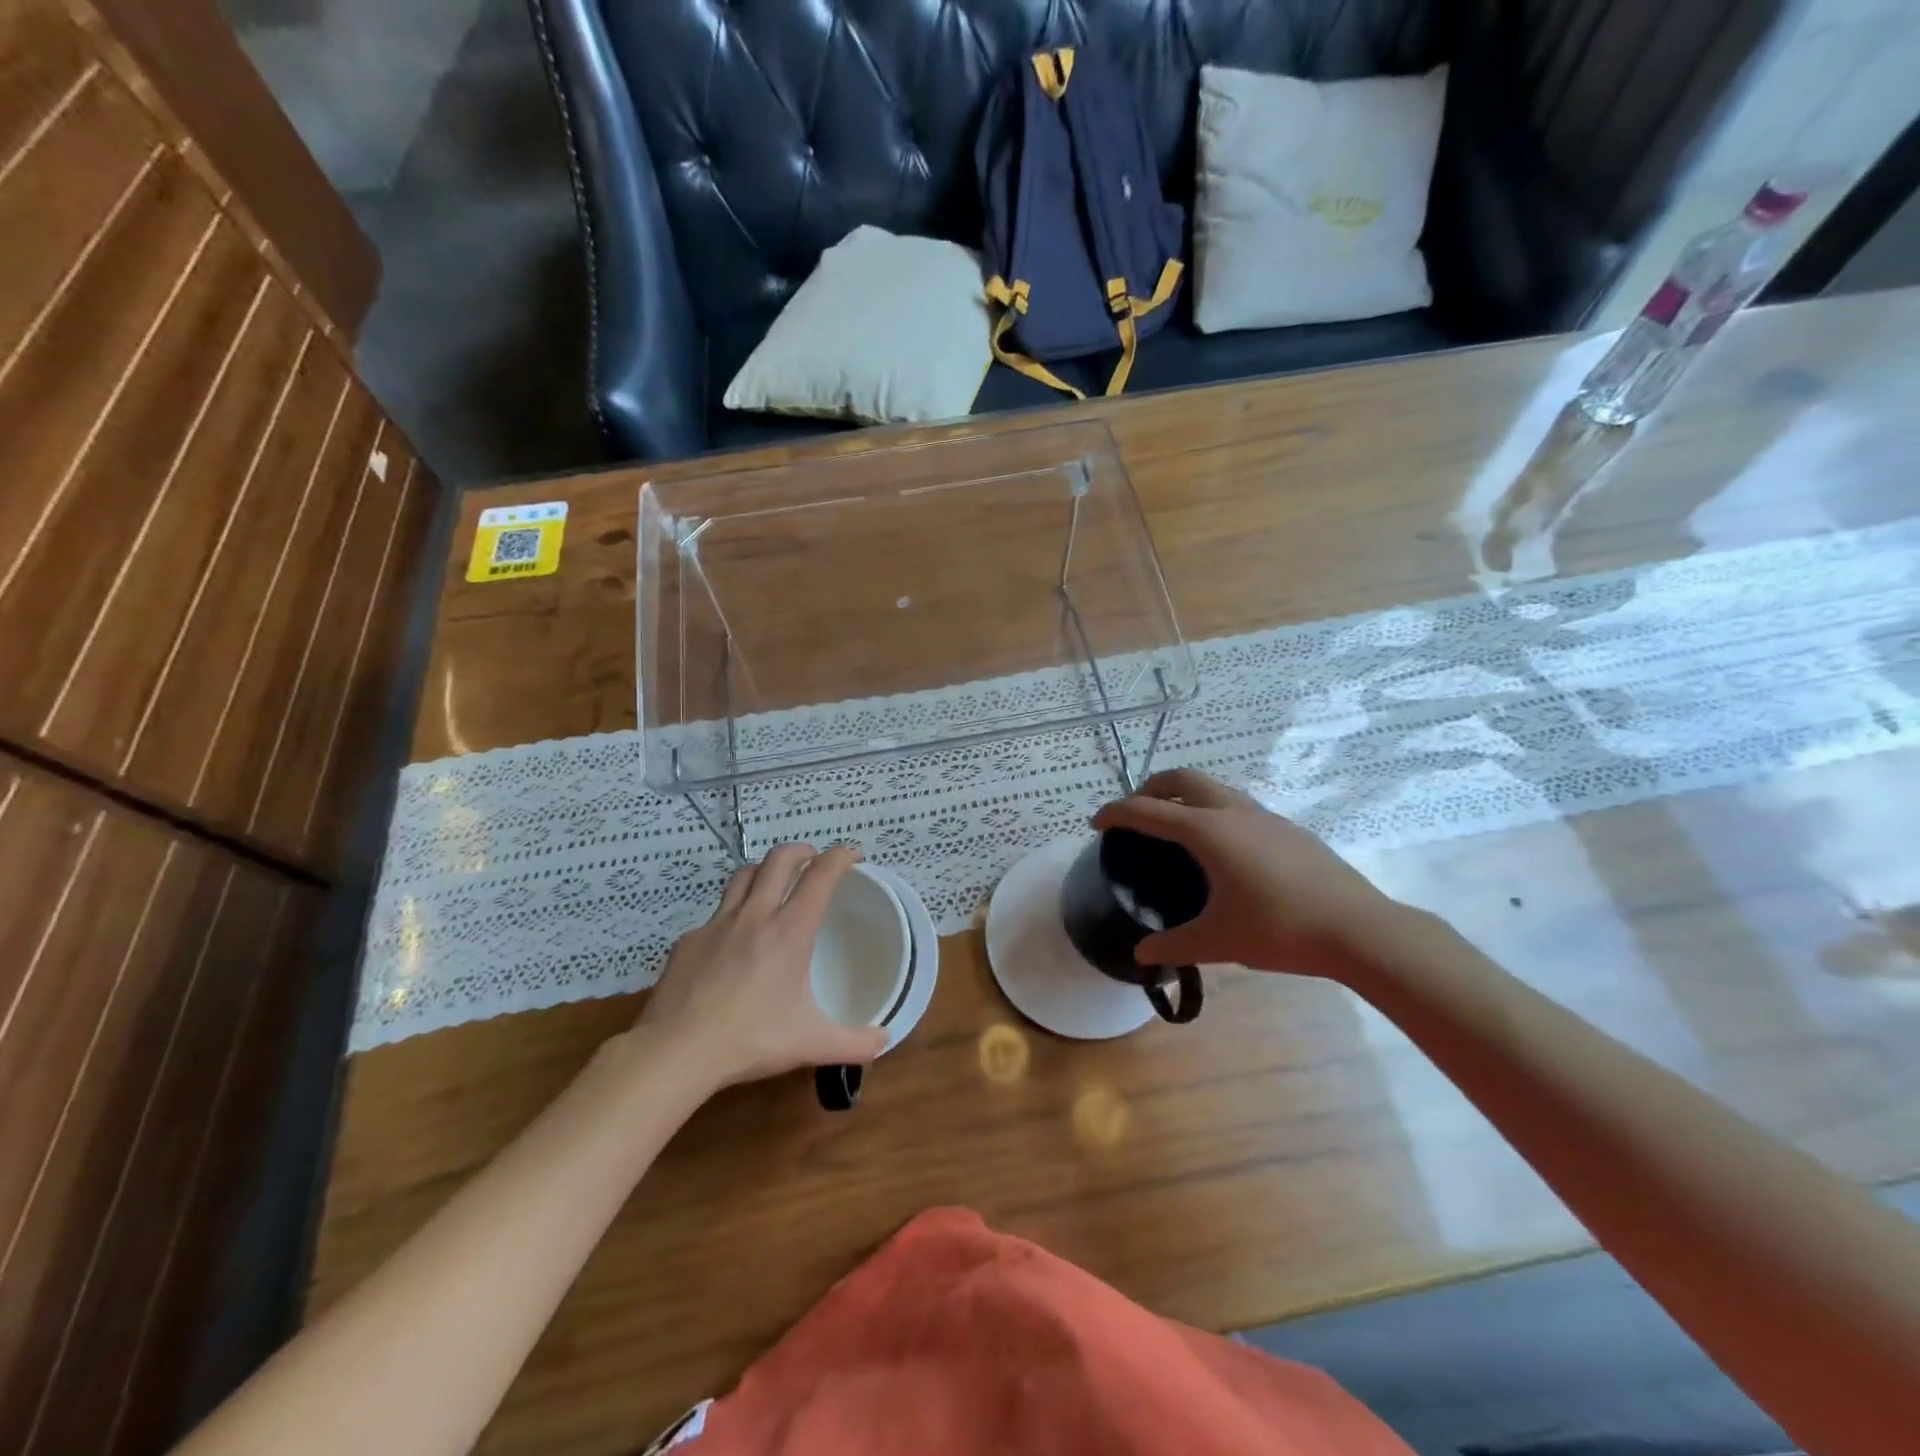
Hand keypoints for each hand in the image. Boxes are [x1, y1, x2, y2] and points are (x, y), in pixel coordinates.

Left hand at [637, 844, 888, 1089]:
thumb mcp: (811, 1044)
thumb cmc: (750, 1040)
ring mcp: (716, 924)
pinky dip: (732, 916)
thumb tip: (884, 1040)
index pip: (821, 875)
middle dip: (802, 850)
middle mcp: (755, 915)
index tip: (853, 856)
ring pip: (744, 876)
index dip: (841, 856)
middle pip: (779, 859)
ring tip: (773, 883)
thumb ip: (854, 1043)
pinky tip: (732, 943)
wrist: (675, 1052)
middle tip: (814, 860)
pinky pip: (715, 915)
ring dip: (764, 870)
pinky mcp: (688, 941)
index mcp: (790, 931)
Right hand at [1091, 768, 1397, 982]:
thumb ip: (1173, 945)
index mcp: (1209, 831)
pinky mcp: (1288, 829)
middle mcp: (1234, 812)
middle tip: (1136, 811)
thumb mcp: (1218, 941)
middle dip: (1151, 786)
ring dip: (1186, 795)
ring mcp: (1265, 816)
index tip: (1096, 822)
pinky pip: (1238, 805)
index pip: (1149, 810)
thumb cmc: (1280, 929)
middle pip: (1183, 779)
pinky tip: (1223, 849)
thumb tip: (1142, 955)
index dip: (1117, 813)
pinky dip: (1213, 811)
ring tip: (1175, 826)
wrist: (1359, 929)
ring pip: (1215, 788)